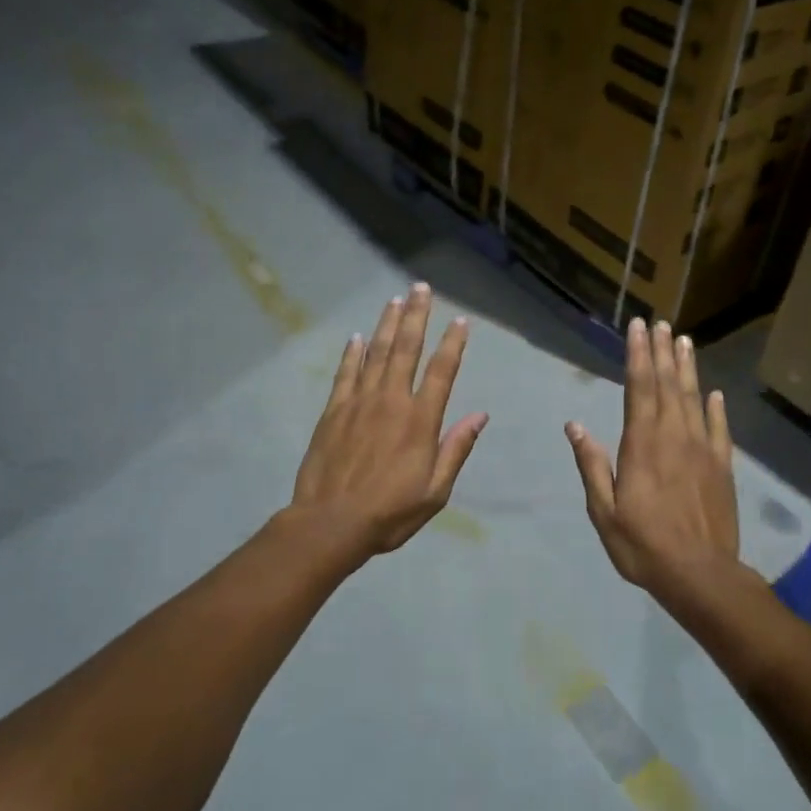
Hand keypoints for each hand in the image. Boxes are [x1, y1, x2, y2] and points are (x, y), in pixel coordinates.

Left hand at [290, 282, 487, 556]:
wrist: (331, 522)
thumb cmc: (389, 512)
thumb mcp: (435, 491)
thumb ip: (456, 449)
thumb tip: (479, 416)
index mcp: (420, 421)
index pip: (442, 372)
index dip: (453, 344)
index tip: (461, 321)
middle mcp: (391, 402)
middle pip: (407, 350)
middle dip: (417, 316)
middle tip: (421, 288)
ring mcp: (359, 402)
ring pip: (376, 353)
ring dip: (387, 325)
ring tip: (395, 300)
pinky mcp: (334, 411)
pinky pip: (346, 373)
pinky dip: (352, 353)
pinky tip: (357, 337)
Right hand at [566, 317, 738, 594]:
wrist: (701, 575)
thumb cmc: (644, 545)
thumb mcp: (604, 511)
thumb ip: (592, 465)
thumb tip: (575, 425)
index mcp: (642, 445)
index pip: (639, 389)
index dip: (638, 356)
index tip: (639, 328)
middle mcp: (674, 438)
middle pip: (667, 386)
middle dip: (662, 353)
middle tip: (661, 324)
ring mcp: (703, 450)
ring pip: (694, 399)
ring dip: (687, 369)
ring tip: (684, 342)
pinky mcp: (723, 467)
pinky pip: (719, 429)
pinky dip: (716, 408)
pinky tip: (714, 393)